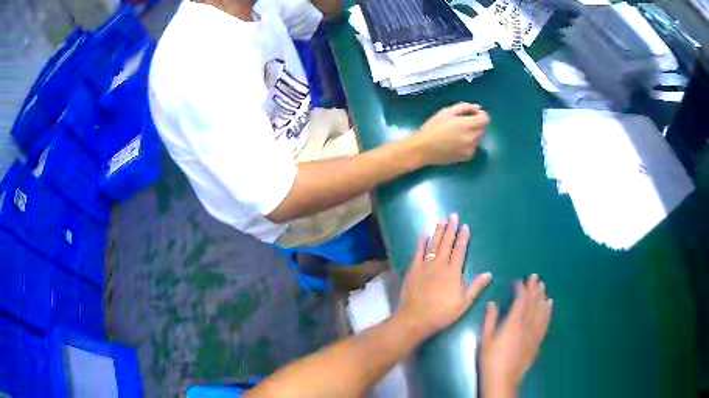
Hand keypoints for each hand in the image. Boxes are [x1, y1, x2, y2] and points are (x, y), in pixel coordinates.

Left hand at [398, 214, 491, 339]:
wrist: (415, 317)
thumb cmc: (442, 312)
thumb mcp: (464, 303)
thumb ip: (476, 286)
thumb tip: (489, 273)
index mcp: (453, 272)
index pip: (460, 250)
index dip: (463, 238)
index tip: (465, 226)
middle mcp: (440, 264)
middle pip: (446, 243)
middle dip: (450, 228)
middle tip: (453, 215)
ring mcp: (425, 265)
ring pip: (433, 244)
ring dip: (437, 231)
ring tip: (441, 219)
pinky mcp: (413, 269)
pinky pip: (418, 252)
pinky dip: (421, 242)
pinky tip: (424, 233)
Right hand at [409, 103, 489, 165]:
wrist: (423, 149)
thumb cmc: (433, 128)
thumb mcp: (446, 112)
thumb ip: (464, 107)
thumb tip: (477, 108)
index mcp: (467, 124)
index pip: (485, 119)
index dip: (480, 115)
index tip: (472, 114)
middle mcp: (472, 138)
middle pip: (482, 128)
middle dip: (475, 124)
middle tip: (460, 123)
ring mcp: (471, 149)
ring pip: (478, 138)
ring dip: (472, 133)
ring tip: (456, 134)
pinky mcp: (467, 157)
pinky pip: (473, 147)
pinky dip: (468, 143)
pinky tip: (455, 143)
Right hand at [480, 275, 552, 396]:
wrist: (503, 379)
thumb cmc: (491, 359)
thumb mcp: (486, 339)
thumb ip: (490, 319)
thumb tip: (492, 303)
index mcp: (514, 322)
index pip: (521, 300)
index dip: (521, 288)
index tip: (519, 281)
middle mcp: (527, 324)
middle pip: (533, 302)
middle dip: (534, 288)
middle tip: (535, 276)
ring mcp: (535, 332)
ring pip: (541, 310)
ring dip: (542, 297)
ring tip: (543, 286)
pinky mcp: (538, 340)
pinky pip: (545, 322)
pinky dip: (548, 311)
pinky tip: (549, 305)